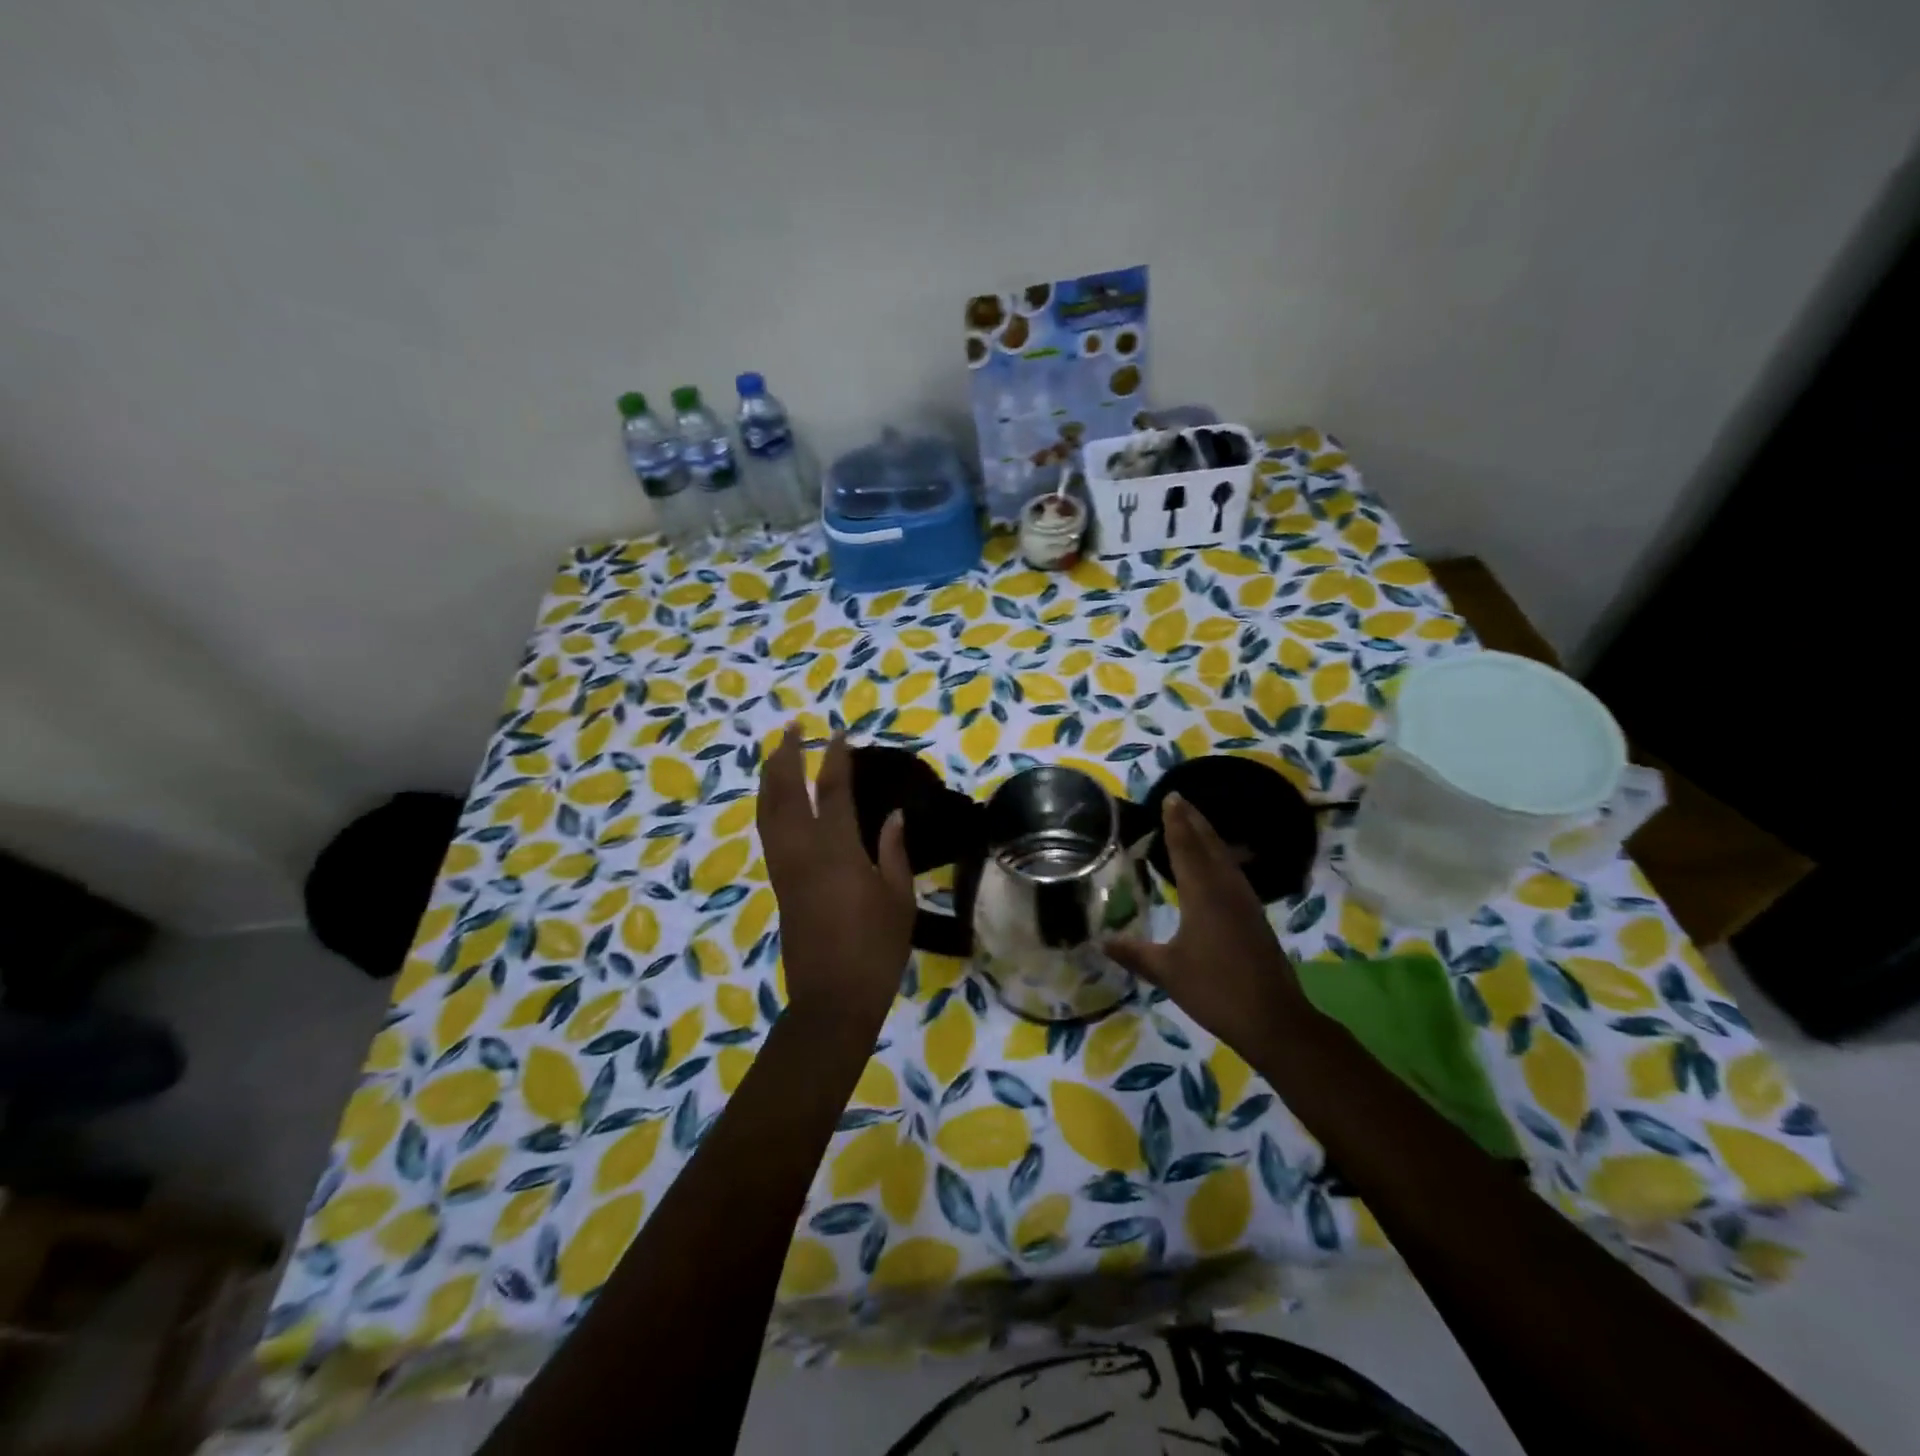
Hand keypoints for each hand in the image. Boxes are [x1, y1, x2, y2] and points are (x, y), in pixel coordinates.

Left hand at [757, 726, 914, 1026]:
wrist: (832, 998)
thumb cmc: (875, 949)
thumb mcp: (898, 899)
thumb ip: (893, 852)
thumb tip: (894, 816)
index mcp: (838, 851)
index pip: (834, 791)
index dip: (836, 759)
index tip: (840, 735)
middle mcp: (803, 851)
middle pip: (786, 792)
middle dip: (787, 756)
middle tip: (793, 729)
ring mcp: (785, 867)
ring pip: (767, 811)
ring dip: (771, 777)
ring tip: (778, 754)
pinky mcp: (778, 884)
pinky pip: (767, 832)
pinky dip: (769, 806)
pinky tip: (777, 801)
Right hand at [1105, 793, 1307, 1044]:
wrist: (1273, 1019)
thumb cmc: (1215, 990)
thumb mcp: (1167, 972)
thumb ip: (1134, 953)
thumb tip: (1101, 941)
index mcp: (1202, 895)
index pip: (1185, 849)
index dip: (1175, 823)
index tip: (1170, 797)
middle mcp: (1226, 890)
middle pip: (1209, 845)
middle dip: (1194, 821)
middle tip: (1180, 800)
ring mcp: (1245, 903)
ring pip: (1225, 858)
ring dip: (1209, 836)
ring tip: (1195, 822)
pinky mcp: (1255, 917)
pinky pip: (1234, 873)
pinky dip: (1220, 857)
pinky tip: (1217, 864)